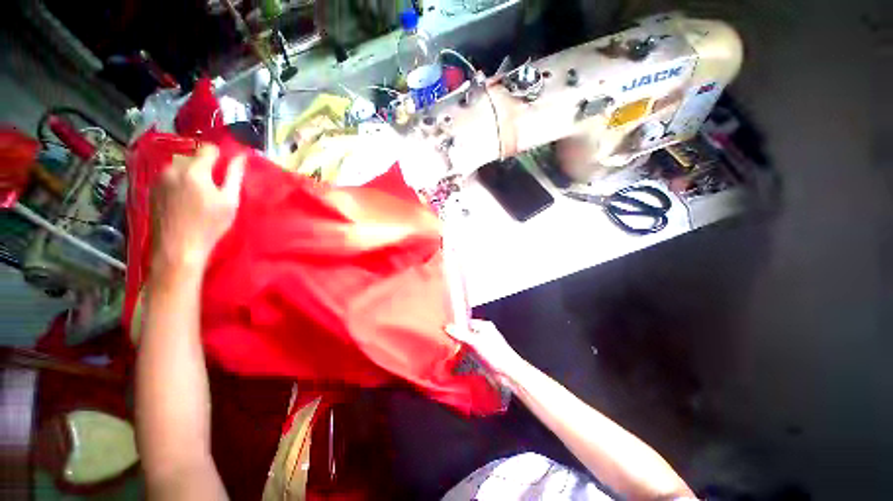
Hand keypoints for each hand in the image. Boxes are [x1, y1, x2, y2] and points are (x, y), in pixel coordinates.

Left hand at [151, 145, 244, 269]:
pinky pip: (170, 177)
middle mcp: (173, 168)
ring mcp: (159, 178)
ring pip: (180, 167)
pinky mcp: (152, 189)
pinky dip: (180, 182)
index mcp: (194, 170)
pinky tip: (185, 200)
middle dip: (204, 167)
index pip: (208, 149)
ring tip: (199, 195)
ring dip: (191, 174)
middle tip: (214, 186)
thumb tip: (241, 157)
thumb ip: (234, 176)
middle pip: (193, 157)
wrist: (177, 248)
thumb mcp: (229, 201)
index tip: (227, 168)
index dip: (220, 156)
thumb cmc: (209, 225)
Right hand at [446, 320, 527, 386]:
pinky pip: (467, 354)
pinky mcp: (480, 357)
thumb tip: (448, 327)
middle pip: (465, 333)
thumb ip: (461, 334)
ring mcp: (481, 346)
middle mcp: (482, 334)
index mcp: (483, 326)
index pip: (465, 322)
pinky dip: (461, 356)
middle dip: (455, 337)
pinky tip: (453, 358)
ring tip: (445, 349)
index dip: (455, 325)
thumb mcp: (476, 342)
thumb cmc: (497, 354)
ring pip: (465, 344)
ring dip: (457, 347)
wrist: (508, 373)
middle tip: (442, 339)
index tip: (444, 329)